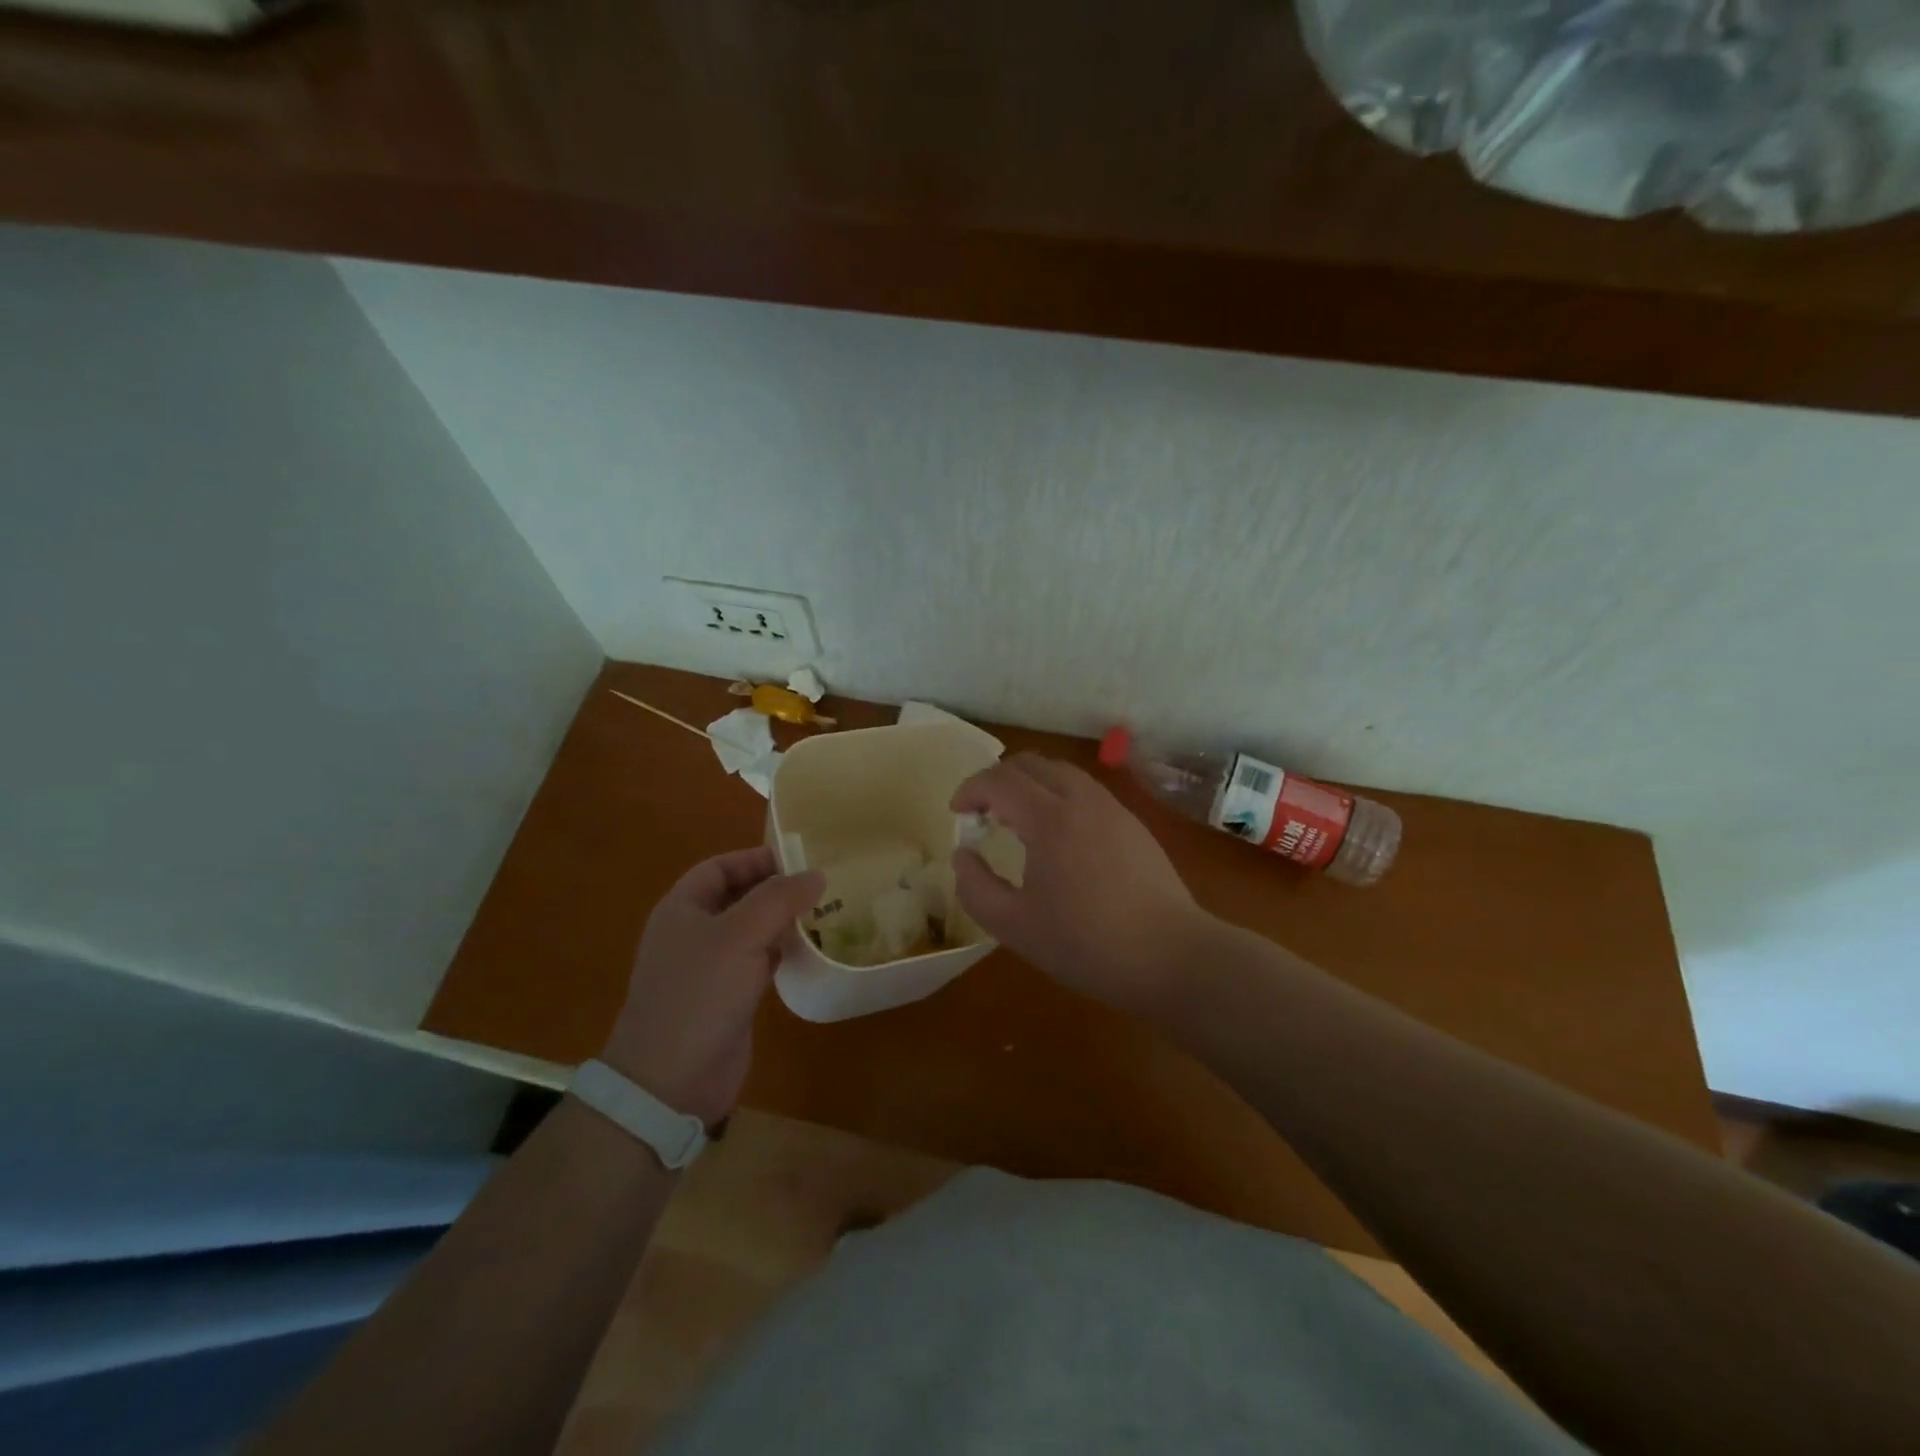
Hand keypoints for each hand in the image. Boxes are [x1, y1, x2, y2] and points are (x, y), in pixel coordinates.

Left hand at [601, 847, 823, 1126]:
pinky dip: (783, 952)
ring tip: (827, 912)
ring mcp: (711, 968)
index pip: (720, 867)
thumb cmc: (699, 994)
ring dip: (784, 921)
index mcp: (682, 909)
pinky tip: (812, 951)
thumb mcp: (739, 935)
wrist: (670, 1081)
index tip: (800, 859)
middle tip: (823, 885)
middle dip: (777, 889)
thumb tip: (816, 875)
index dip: (756, 859)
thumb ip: (778, 899)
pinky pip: (759, 962)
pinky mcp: (729, 998)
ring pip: (753, 931)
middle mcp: (694, 933)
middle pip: (739, 897)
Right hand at [950, 754, 1206, 1013]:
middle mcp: (1082, 799)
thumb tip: (962, 856)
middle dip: (997, 780)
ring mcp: (1113, 808)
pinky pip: (1085, 791)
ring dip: (1030, 785)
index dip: (970, 789)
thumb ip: (976, 888)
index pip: (1000, 780)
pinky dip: (1057, 796)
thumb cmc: (1087, 944)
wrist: (1172, 956)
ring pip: (1061, 773)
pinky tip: (1057, 837)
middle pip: (1031, 764)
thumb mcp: (1015, 927)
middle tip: (981, 813)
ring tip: (1016, 822)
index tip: (956, 812)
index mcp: (1050, 818)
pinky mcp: (1133, 824)